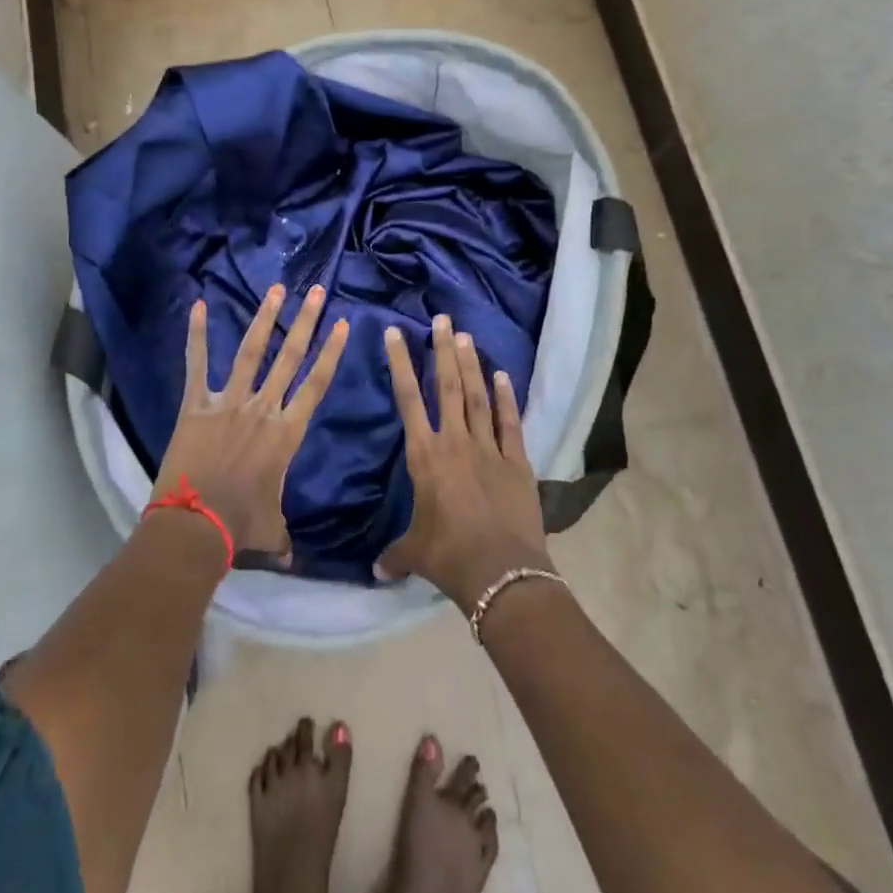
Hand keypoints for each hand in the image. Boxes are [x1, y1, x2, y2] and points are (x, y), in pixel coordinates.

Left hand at [152, 285, 348, 557]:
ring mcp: (229, 402)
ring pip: (252, 352)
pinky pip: (197, 364)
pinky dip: (196, 335)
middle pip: (291, 357)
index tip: (343, 324)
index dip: (332, 353)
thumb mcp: (271, 529)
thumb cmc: (240, 527)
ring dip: (266, 318)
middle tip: (318, 291)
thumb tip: (291, 560)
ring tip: (277, 289)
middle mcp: (263, 408)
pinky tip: (198, 305)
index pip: (317, 384)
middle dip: (307, 322)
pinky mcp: (197, 404)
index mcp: (286, 433)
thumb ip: (283, 536)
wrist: (195, 525)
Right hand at [376, 315, 553, 612]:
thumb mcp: (415, 554)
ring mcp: (488, 448)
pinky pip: (509, 422)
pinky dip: (506, 398)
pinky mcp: (516, 461)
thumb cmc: (449, 557)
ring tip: (466, 336)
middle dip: (443, 350)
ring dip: (471, 365)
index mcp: (424, 455)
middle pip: (448, 386)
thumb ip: (395, 554)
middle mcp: (455, 441)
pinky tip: (502, 375)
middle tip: (443, 320)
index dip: (400, 363)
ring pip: (478, 396)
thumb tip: (375, 571)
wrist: (501, 573)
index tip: (396, 333)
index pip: (408, 399)